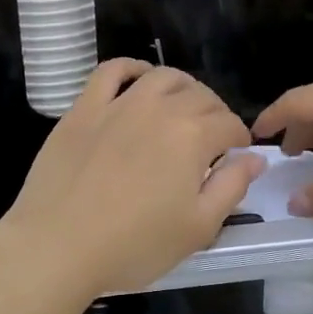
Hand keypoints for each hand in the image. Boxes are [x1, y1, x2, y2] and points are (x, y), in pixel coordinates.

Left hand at [0, 60, 262, 300]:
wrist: (58, 245)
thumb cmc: (134, 245)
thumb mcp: (198, 228)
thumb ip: (232, 187)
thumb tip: (255, 158)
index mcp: (192, 136)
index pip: (229, 124)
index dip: (239, 138)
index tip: (237, 154)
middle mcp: (159, 108)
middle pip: (200, 96)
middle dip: (215, 113)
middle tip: (212, 137)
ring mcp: (118, 104)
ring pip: (161, 77)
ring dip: (182, 87)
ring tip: (182, 107)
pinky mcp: (84, 108)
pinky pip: (111, 71)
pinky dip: (131, 68)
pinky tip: (139, 79)